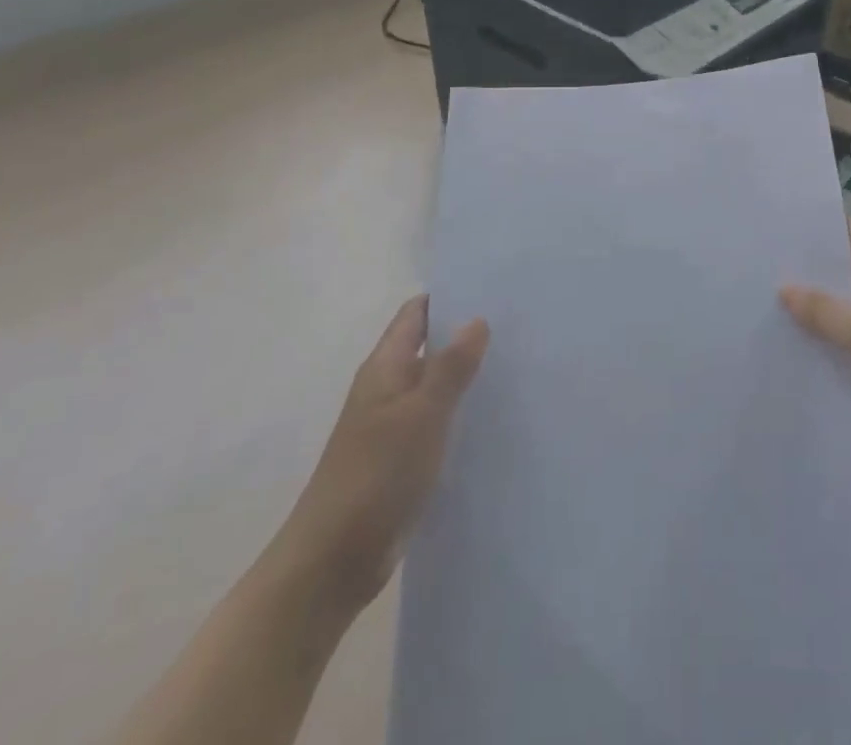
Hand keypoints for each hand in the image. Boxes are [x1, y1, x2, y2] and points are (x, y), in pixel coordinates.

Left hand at [269, 296, 488, 618]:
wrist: (332, 562)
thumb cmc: (376, 476)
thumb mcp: (421, 415)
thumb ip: (451, 367)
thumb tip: (477, 319)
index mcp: (385, 368)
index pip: (416, 314)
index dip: (449, 297)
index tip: (492, 288)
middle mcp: (387, 389)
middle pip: (429, 346)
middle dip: (466, 334)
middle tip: (518, 324)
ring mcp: (393, 426)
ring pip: (436, 386)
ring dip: (467, 375)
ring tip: (518, 364)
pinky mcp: (402, 460)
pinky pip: (437, 421)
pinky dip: (461, 413)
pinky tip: (495, 417)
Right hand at [781, 221, 850, 483]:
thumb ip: (821, 308)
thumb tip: (783, 287)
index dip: (825, 225)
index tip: (786, 220)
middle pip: (841, 273)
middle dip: (807, 269)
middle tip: (762, 259)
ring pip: (836, 312)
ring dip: (808, 309)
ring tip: (760, 298)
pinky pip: (836, 346)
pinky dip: (815, 343)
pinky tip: (780, 342)